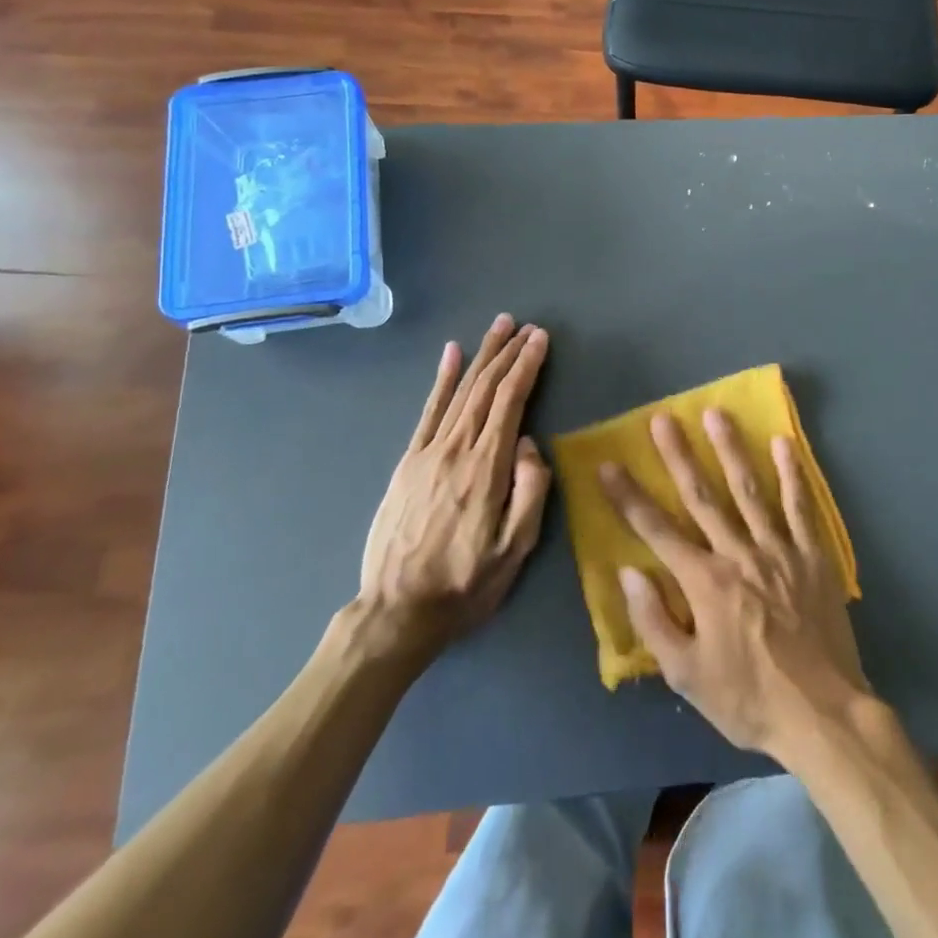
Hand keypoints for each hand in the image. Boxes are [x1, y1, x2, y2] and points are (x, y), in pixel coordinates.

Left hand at [357, 314, 551, 660]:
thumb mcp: (515, 550)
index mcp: (487, 468)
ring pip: (460, 392)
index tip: (540, 339)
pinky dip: (442, 379)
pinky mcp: (408, 463)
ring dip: (482, 356)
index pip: (511, 402)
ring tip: (499, 328)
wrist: (396, 611)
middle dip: (508, 353)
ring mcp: (428, 453)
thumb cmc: (466, 584)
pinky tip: (452, 354)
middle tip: (525, 326)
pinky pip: (428, 411)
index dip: (527, 366)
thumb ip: (531, 491)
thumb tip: (530, 444)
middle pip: (486, 388)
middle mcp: (456, 449)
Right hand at [599, 409, 869, 761]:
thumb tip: (628, 572)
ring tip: (716, 414)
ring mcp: (779, 550)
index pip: (657, 531)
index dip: (629, 497)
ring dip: (730, 450)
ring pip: (749, 490)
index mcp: (705, 583)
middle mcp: (739, 554)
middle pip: (702, 497)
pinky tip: (782, 444)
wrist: (822, 714)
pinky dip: (792, 474)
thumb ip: (655, 621)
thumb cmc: (748, 698)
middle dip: (678, 456)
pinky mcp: (813, 555)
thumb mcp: (688, 676)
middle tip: (663, 418)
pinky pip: (800, 507)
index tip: (609, 465)